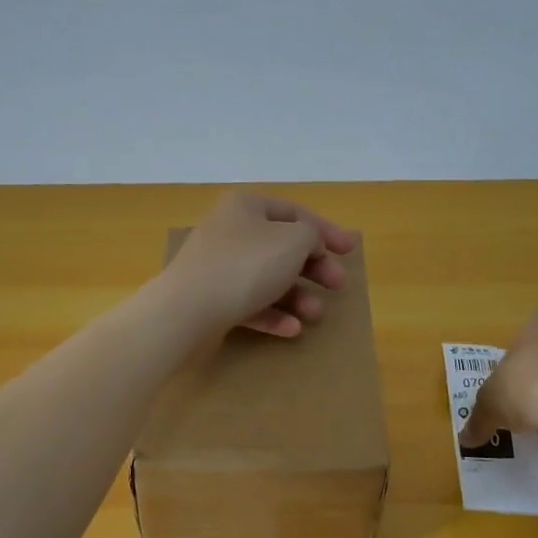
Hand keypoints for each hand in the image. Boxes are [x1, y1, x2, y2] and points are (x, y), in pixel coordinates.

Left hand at [161, 191, 360, 337]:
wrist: (186, 310)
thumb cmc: (246, 266)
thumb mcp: (293, 241)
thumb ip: (312, 235)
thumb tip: (309, 243)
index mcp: (246, 207)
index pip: (295, 213)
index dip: (327, 230)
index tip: (351, 250)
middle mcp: (230, 231)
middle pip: (282, 247)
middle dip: (314, 268)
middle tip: (338, 286)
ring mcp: (217, 267)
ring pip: (267, 279)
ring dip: (296, 296)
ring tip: (314, 315)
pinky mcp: (210, 299)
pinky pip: (249, 304)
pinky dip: (272, 315)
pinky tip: (291, 330)